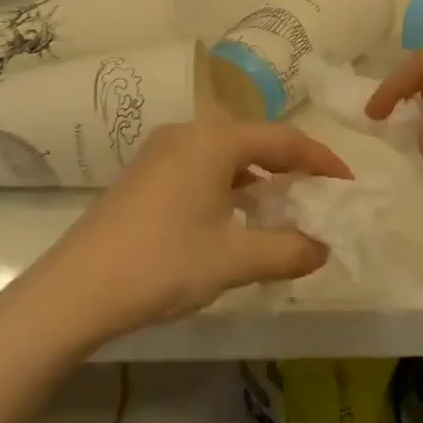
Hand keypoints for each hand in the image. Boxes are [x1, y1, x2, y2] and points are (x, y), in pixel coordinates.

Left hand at [35, 119, 349, 341]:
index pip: (283, 138)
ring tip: (278, 205)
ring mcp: (159, 152)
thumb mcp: (233, 260)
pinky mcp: (143, 174)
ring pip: (224, 153)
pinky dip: (227, 183)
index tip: (347, 182)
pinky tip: (232, 215)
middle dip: (289, 164)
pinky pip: (200, 166)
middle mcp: (187, 133)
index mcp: (214, 141)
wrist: (75, 289)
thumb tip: (322, 248)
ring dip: (257, 175)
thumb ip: (287, 250)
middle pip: (253, 139)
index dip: (321, 158)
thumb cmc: (163, 263)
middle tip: (315, 192)